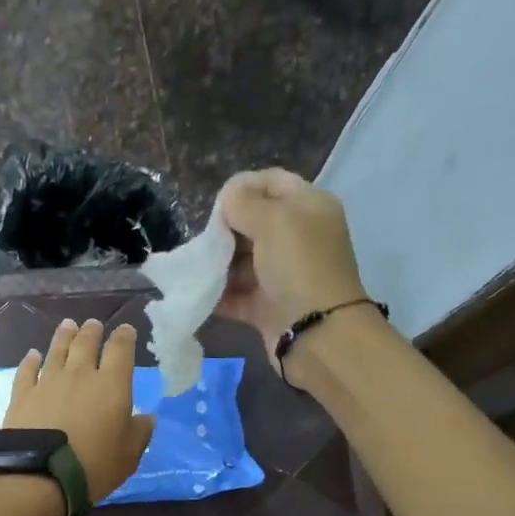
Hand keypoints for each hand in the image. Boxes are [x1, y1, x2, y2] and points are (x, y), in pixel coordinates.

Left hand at [5, 319, 154, 501]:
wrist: (41, 474)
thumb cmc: (94, 465)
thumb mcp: (129, 455)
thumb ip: (140, 432)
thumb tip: (146, 417)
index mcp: (111, 384)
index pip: (120, 350)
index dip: (124, 337)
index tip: (125, 330)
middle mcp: (79, 374)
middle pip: (86, 343)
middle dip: (92, 331)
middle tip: (93, 324)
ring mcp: (48, 382)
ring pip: (57, 350)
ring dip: (64, 336)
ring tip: (68, 325)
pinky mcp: (22, 394)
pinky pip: (28, 370)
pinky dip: (31, 360)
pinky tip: (32, 355)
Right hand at [214, 168, 367, 364]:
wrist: (316, 333)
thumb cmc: (298, 265)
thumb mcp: (273, 220)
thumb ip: (244, 202)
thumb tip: (228, 197)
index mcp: (308, 207)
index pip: (272, 182)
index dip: (243, 187)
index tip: (217, 205)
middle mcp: (298, 237)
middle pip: (254, 223)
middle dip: (225, 230)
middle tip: (205, 240)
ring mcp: (283, 274)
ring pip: (243, 261)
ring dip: (219, 264)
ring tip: (198, 268)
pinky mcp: (268, 306)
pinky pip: (238, 295)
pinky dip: (219, 295)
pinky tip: (199, 293)